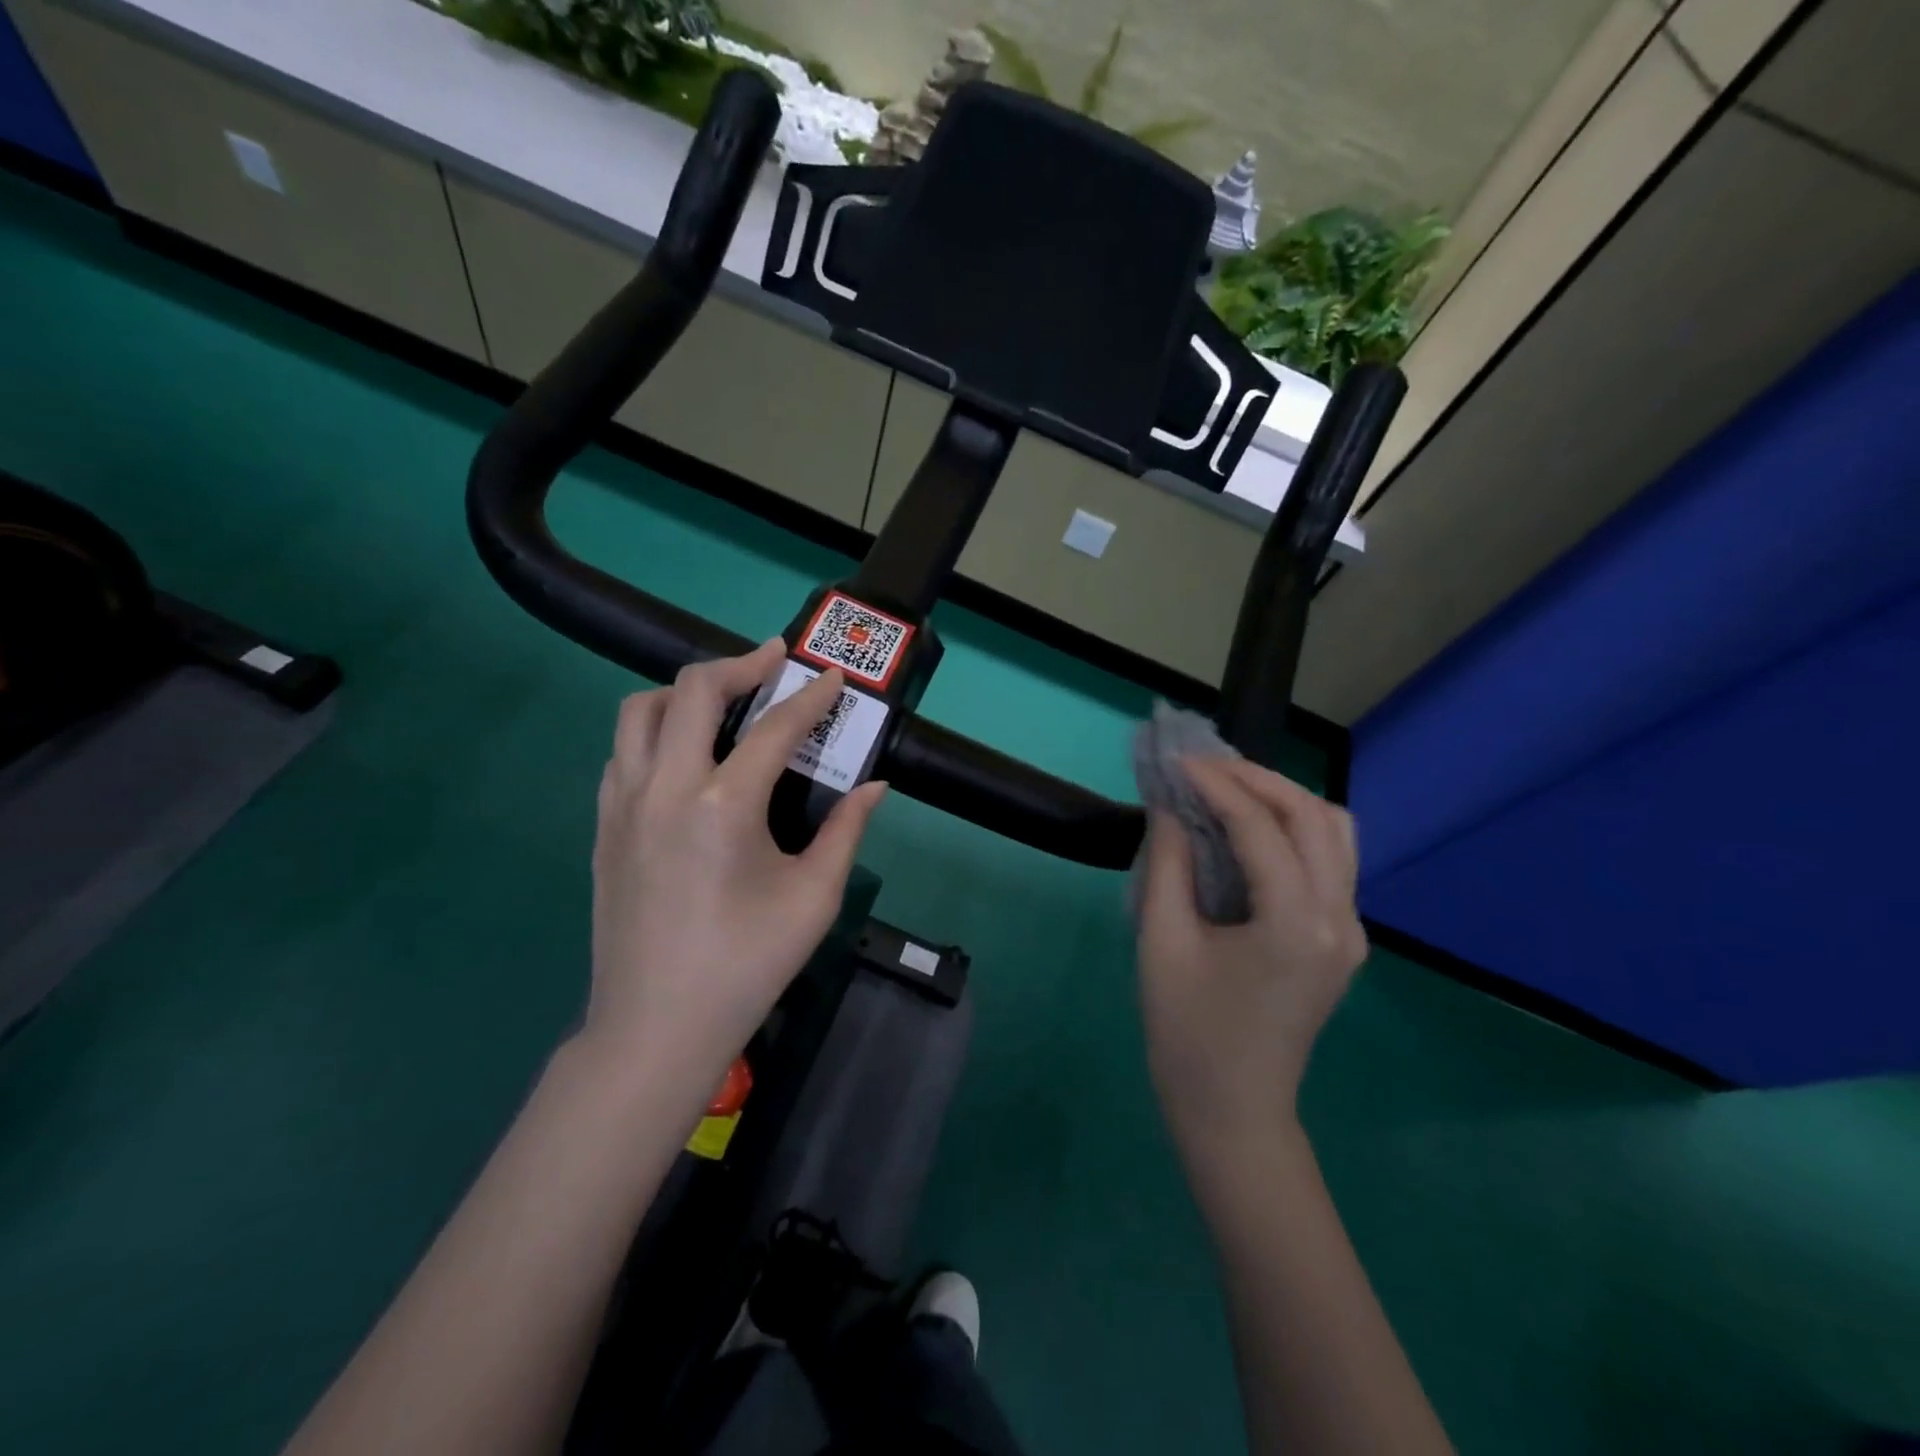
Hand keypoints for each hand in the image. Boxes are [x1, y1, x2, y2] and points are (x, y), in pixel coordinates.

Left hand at [583, 639, 887, 1094]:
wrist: (656, 1026)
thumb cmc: (746, 964)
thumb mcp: (813, 898)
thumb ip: (846, 831)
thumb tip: (874, 786)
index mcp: (723, 805)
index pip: (775, 728)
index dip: (810, 698)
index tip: (831, 677)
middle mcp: (665, 787)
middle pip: (692, 690)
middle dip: (739, 665)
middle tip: (772, 662)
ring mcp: (623, 804)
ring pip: (641, 712)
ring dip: (685, 692)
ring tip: (723, 702)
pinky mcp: (603, 826)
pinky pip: (623, 752)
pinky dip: (656, 732)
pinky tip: (685, 756)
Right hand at [1137, 757, 1365, 1160]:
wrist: (1233, 1111)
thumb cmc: (1187, 1032)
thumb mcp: (1162, 942)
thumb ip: (1167, 864)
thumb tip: (1169, 806)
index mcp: (1294, 924)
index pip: (1261, 827)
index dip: (1216, 785)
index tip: (1176, 762)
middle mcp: (1339, 919)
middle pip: (1312, 815)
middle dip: (1257, 779)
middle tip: (1201, 768)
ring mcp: (1351, 931)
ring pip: (1335, 832)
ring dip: (1283, 799)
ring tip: (1228, 789)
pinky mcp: (1343, 939)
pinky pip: (1332, 861)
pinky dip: (1295, 828)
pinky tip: (1251, 829)